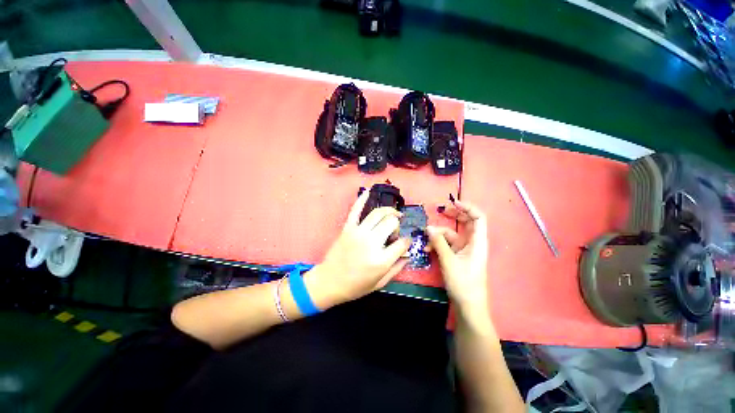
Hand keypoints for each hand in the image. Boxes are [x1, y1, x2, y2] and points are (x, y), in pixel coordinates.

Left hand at [306, 189, 410, 306]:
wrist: (329, 282)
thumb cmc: (355, 286)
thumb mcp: (380, 283)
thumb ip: (397, 268)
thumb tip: (408, 254)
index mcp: (381, 260)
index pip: (402, 243)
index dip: (407, 241)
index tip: (405, 242)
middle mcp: (371, 243)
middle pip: (391, 223)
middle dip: (397, 225)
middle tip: (395, 232)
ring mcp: (358, 233)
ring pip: (378, 214)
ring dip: (389, 211)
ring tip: (393, 214)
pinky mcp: (347, 228)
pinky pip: (355, 210)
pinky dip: (361, 199)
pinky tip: (368, 191)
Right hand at [427, 200, 488, 313]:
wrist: (468, 306)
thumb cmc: (463, 283)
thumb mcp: (449, 261)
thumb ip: (439, 242)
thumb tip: (428, 228)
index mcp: (477, 242)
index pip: (478, 218)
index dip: (468, 208)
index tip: (453, 203)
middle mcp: (472, 243)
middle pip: (466, 223)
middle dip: (453, 216)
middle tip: (441, 211)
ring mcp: (464, 249)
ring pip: (452, 234)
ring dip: (439, 235)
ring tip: (426, 240)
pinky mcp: (457, 256)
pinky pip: (447, 244)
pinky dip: (438, 244)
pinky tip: (428, 249)